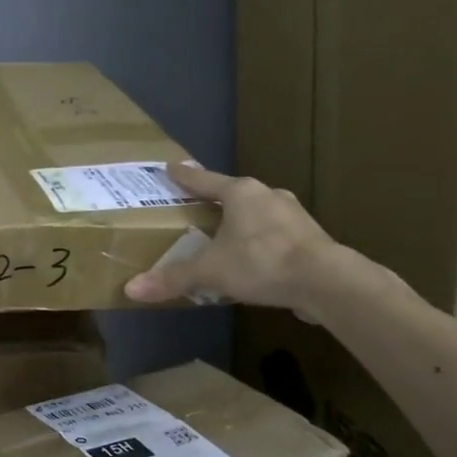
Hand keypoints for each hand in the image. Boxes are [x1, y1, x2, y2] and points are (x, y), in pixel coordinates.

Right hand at [124, 163, 344, 318]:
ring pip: (257, 214)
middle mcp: (267, 195)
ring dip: (241, 223)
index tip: (170, 167)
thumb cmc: (261, 262)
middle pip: (234, 195)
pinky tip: (255, 260)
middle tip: (197, 209)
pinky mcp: (310, 237)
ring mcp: (293, 215)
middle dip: (216, 202)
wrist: (326, 280)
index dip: (185, 176)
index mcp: (241, 193)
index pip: (204, 180)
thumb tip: (131, 289)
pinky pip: (275, 235)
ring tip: (225, 238)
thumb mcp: (210, 271)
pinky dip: (261, 243)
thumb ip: (172, 278)